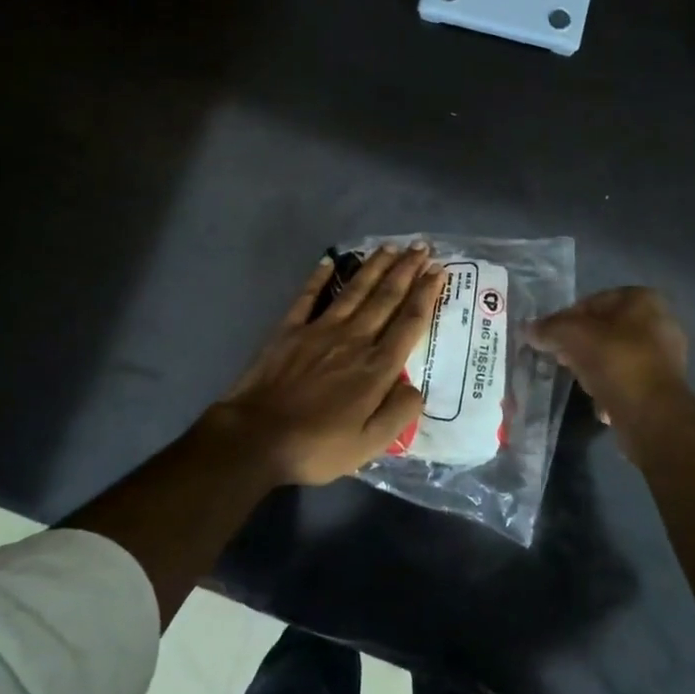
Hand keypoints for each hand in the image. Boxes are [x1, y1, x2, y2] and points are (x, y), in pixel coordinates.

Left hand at [202, 245, 443, 486]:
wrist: (255, 438)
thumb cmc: (316, 446)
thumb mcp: (369, 445)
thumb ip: (398, 414)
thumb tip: (417, 388)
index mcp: (376, 368)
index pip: (409, 323)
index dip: (427, 295)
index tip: (439, 270)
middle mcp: (353, 339)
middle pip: (386, 298)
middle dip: (407, 270)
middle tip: (422, 247)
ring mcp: (319, 330)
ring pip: (354, 290)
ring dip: (375, 267)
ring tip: (391, 247)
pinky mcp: (289, 330)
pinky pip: (308, 296)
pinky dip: (319, 277)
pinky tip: (330, 260)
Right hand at [528, 287, 689, 439]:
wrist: (651, 412)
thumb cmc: (614, 360)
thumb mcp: (572, 336)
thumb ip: (548, 328)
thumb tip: (527, 329)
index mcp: (643, 299)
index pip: (593, 301)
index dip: (566, 318)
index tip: (550, 337)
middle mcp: (660, 321)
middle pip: (605, 328)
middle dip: (580, 343)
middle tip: (559, 358)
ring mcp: (665, 355)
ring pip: (615, 354)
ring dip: (594, 366)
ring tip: (576, 380)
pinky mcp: (664, 385)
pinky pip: (627, 379)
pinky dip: (610, 386)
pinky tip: (597, 401)